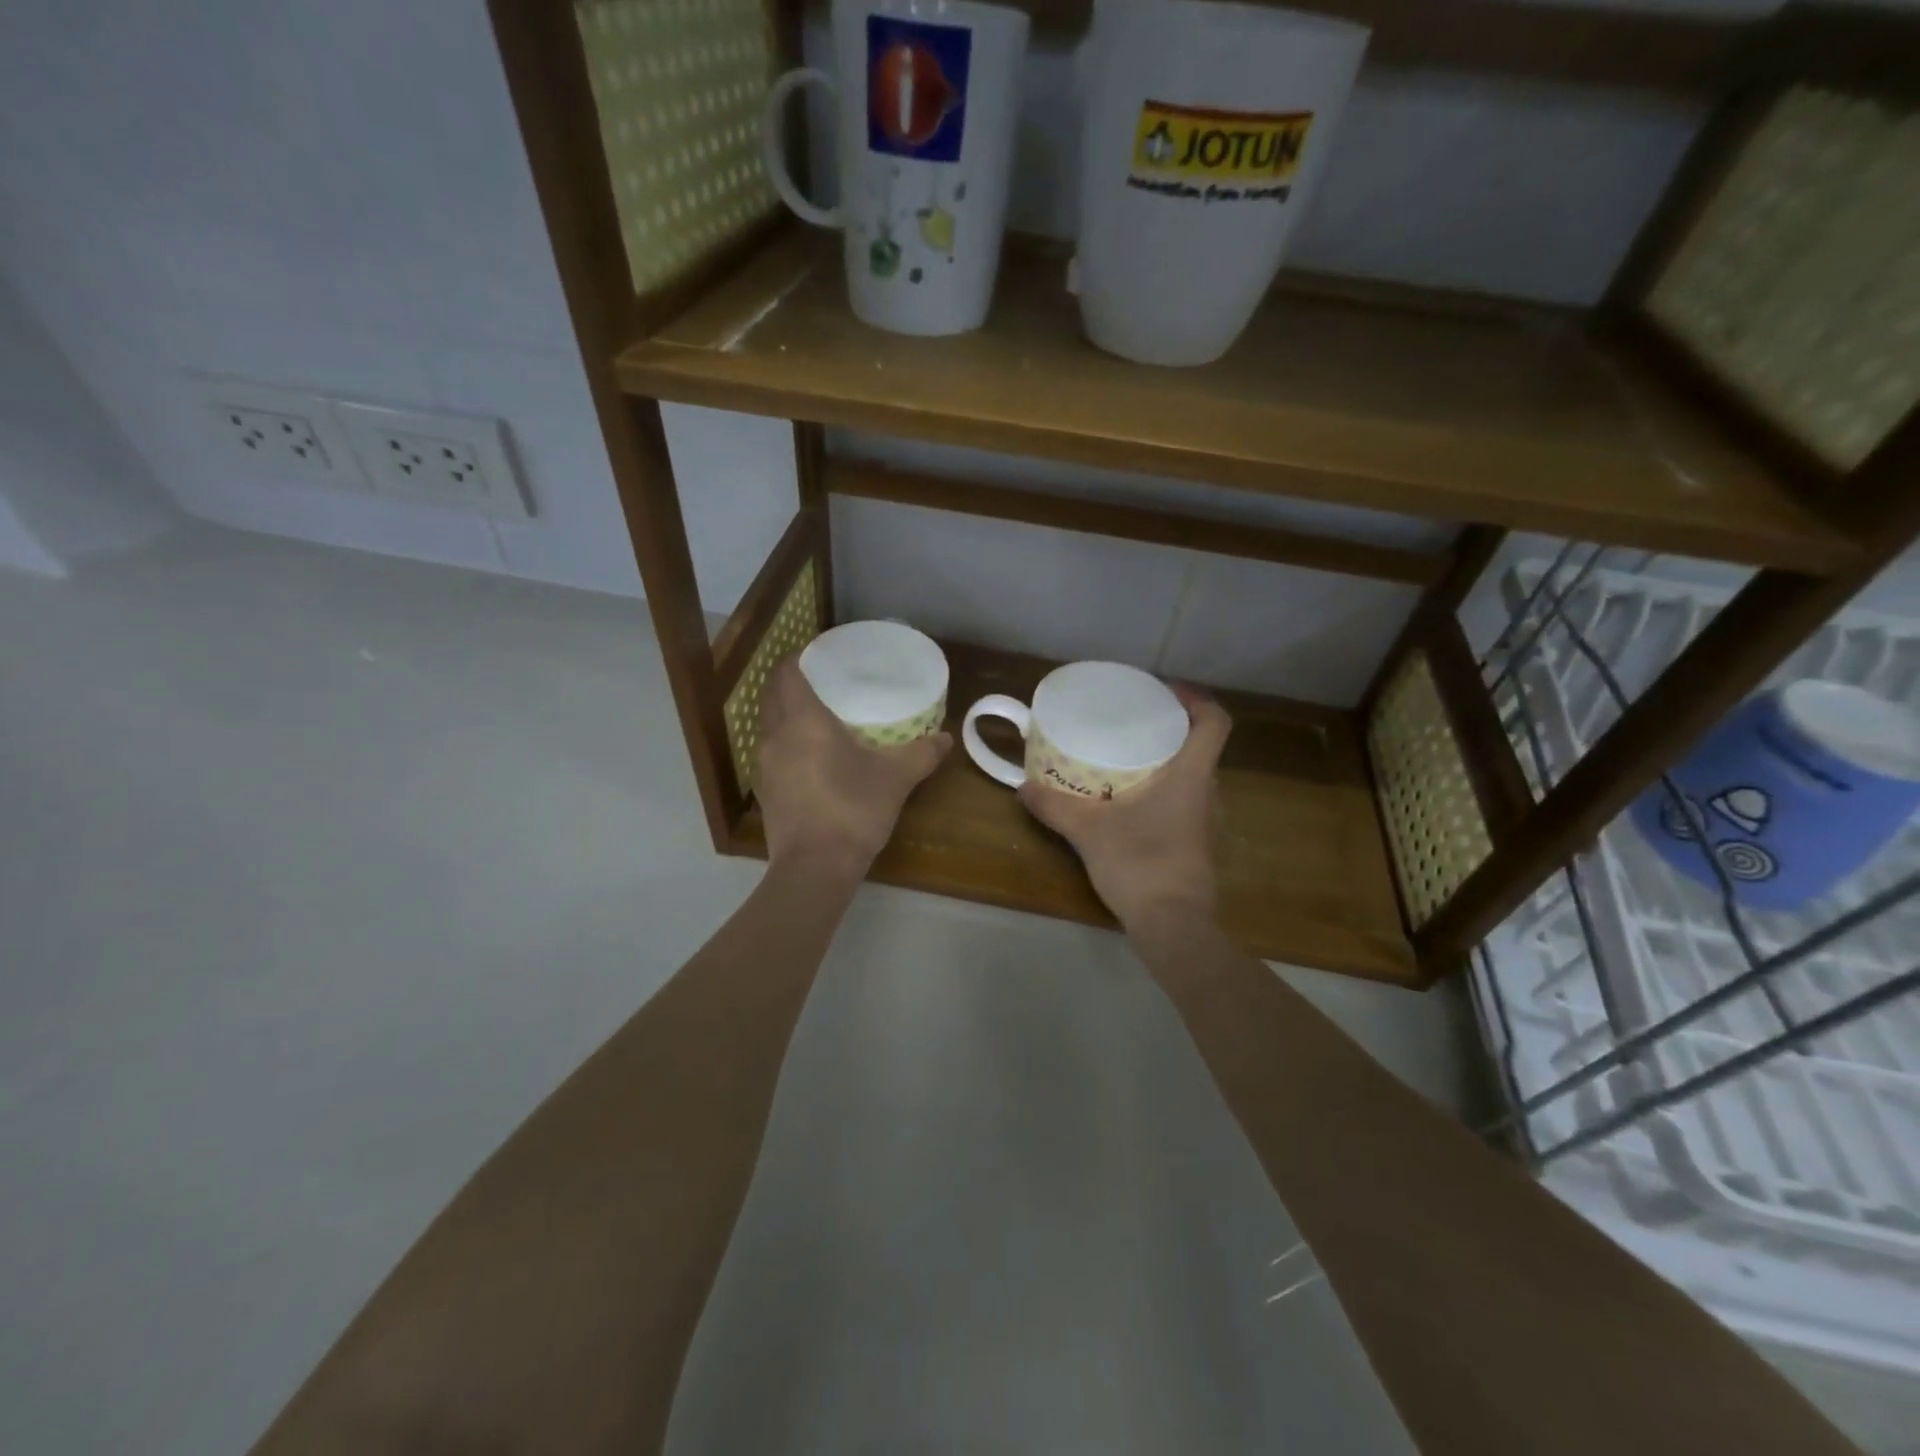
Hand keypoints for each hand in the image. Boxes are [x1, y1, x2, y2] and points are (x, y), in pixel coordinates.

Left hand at [755, 658, 950, 875]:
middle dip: (792, 683)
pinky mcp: (764, 791)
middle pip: (773, 695)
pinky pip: (771, 752)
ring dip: (786, 714)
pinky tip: (810, 756)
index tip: (820, 654)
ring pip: (768, 724)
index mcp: (802, 720)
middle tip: (824, 682)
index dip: (799, 657)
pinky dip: (786, 743)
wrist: (815, 868)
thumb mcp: (896, 779)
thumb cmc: (853, 810)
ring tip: (818, 716)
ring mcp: (764, 765)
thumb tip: (946, 738)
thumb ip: (922, 753)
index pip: (786, 672)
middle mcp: (775, 735)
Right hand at [1017, 684, 1229, 933]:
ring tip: (1130, 759)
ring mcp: (1207, 822)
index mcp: (1191, 776)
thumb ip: (1054, 806)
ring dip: (1169, 763)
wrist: (1173, 925)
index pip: (1215, 722)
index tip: (1167, 692)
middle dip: (1173, 730)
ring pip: (1194, 777)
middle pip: (1202, 747)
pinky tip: (1134, 802)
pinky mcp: (1199, 845)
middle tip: (1135, 724)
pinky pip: (1187, 803)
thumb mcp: (1088, 831)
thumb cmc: (1139, 864)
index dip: (1197, 700)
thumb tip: (1022, 788)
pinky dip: (1166, 792)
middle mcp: (1208, 793)